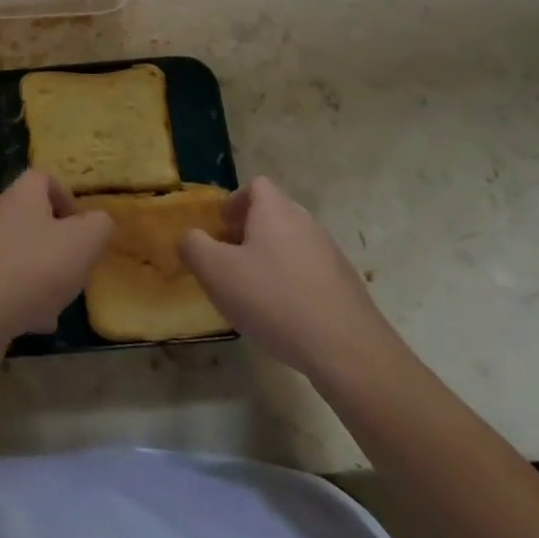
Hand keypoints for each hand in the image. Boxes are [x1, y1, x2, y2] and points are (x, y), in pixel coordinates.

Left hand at [0, 170, 113, 348]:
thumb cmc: (33, 269)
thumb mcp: (83, 244)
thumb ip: (99, 227)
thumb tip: (97, 222)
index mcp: (22, 195)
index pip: (43, 178)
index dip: (65, 197)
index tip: (81, 228)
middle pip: (32, 218)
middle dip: (58, 245)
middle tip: (74, 269)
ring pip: (20, 254)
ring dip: (42, 276)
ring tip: (58, 303)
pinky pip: (4, 283)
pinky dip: (22, 299)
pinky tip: (34, 324)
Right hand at [178, 177, 401, 380]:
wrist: (348, 351)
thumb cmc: (274, 300)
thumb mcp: (216, 271)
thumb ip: (193, 246)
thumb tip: (190, 238)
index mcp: (275, 210)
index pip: (255, 186)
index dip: (234, 202)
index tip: (221, 229)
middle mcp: (305, 222)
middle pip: (274, 214)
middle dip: (250, 232)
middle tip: (231, 261)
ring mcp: (331, 254)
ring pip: (293, 244)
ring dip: (272, 259)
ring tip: (256, 293)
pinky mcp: (347, 287)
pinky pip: (312, 273)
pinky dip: (294, 285)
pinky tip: (286, 317)